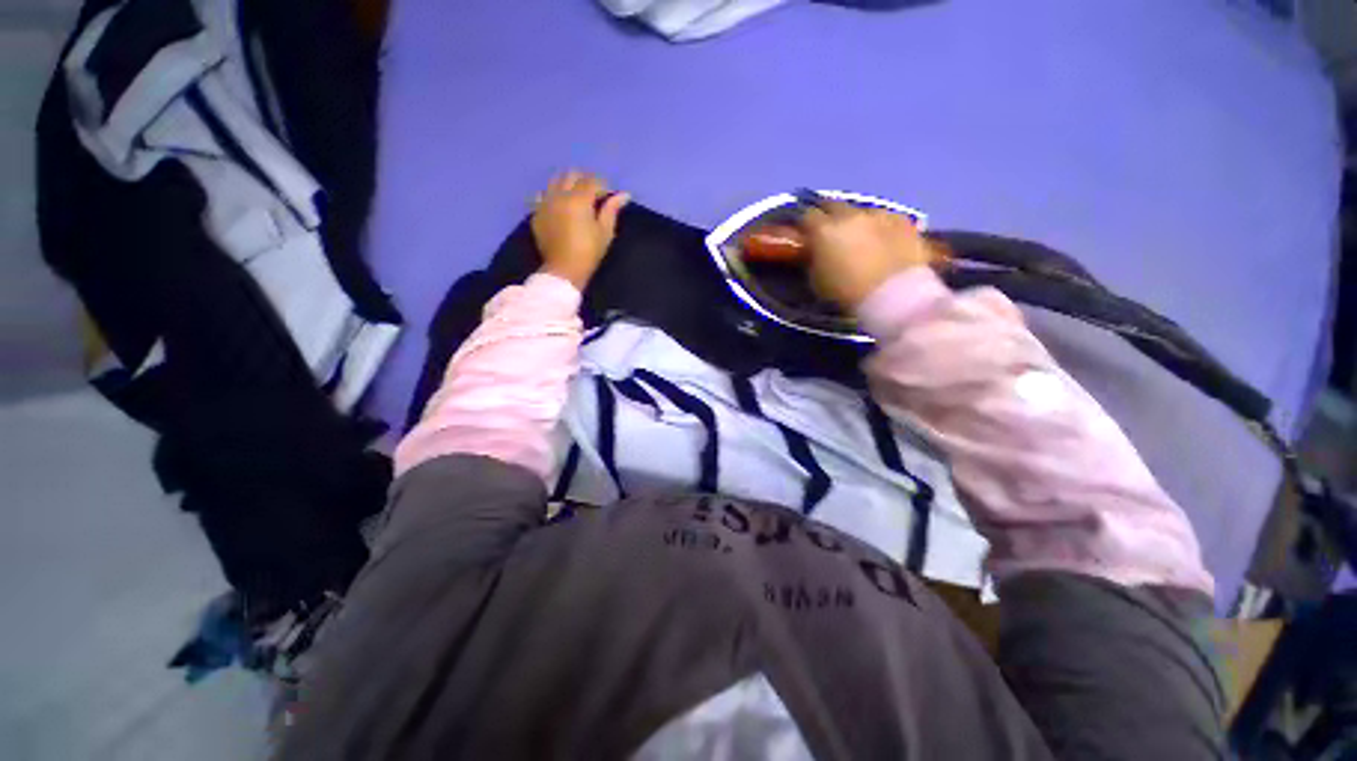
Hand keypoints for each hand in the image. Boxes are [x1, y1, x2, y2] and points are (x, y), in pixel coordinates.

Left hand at [531, 171, 630, 288]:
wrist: (564, 270)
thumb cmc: (589, 252)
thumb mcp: (605, 232)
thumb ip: (611, 210)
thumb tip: (624, 194)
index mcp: (578, 199)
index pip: (592, 181)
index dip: (603, 185)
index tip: (609, 195)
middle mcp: (559, 195)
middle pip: (571, 175)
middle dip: (584, 179)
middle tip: (593, 193)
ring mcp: (545, 203)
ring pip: (554, 181)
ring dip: (566, 184)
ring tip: (575, 197)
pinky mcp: (536, 213)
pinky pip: (542, 196)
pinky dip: (552, 196)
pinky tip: (558, 206)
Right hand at [801, 202, 945, 309]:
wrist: (892, 295)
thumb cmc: (846, 293)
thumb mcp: (816, 280)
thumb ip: (814, 259)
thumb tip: (815, 251)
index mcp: (824, 230)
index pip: (807, 216)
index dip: (805, 224)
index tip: (805, 233)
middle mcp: (849, 215)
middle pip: (833, 204)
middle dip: (828, 214)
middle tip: (829, 229)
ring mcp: (878, 214)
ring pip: (861, 210)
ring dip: (856, 220)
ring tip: (859, 236)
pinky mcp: (903, 220)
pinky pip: (886, 218)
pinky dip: (880, 226)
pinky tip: (883, 240)